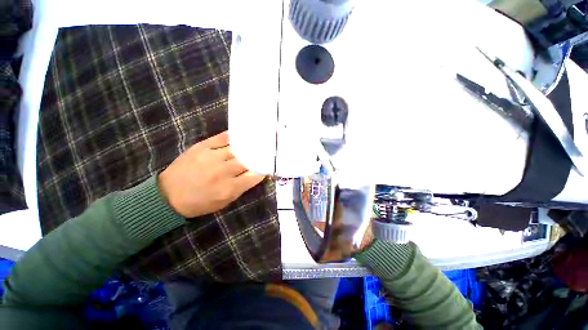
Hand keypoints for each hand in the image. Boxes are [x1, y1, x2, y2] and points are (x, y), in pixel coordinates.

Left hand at [158, 132, 265, 217]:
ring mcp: (211, 157)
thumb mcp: (224, 202)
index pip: (254, 176)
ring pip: (237, 149)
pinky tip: (238, 137)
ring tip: (253, 144)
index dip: (262, 170)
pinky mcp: (201, 147)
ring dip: (246, 148)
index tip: (265, 167)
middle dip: (256, 158)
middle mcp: (223, 171)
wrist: (168, 196)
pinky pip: (221, 138)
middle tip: (261, 154)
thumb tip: (256, 175)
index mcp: (229, 188)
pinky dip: (232, 137)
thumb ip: (242, 188)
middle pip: (247, 161)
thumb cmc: (199, 203)